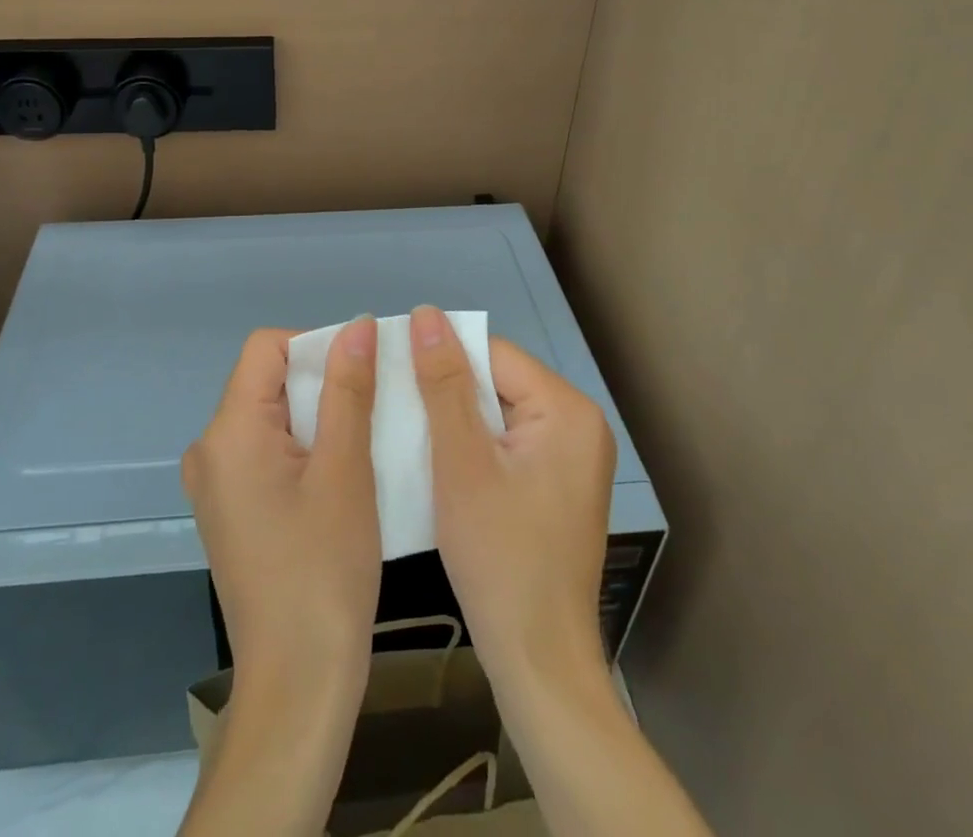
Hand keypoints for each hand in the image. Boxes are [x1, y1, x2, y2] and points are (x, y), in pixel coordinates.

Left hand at [178, 322, 381, 836]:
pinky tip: (340, 476)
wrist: (297, 684)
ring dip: (318, 417)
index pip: (266, 347)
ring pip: (270, 417)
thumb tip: (357, 325)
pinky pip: (266, 452)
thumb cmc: (324, 572)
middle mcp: (209, 449)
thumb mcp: (346, 470)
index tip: (361, 376)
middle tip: (372, 410)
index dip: (316, 346)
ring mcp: (215, 483)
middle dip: (321, 383)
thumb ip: (348, 389)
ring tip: (364, 442)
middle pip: (266, 380)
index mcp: (228, 431)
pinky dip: (303, 449)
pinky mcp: (229, 510)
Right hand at [410, 305, 615, 689]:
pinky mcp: (558, 484)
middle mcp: (579, 424)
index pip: (493, 355)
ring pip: (499, 413)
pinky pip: (508, 442)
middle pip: (498, 382)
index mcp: (567, 410)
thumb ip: (444, 383)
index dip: (442, 358)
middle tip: (396, 404)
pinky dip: (473, 446)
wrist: (537, 659)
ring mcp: (572, 457)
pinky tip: (438, 460)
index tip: (393, 370)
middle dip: (448, 391)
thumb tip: (427, 314)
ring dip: (456, 420)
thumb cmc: (498, 557)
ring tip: (408, 428)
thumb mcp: (460, 462)